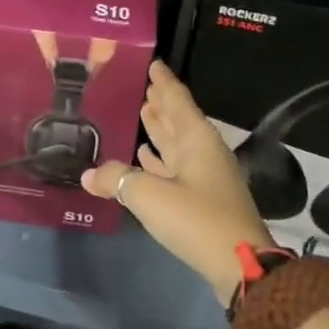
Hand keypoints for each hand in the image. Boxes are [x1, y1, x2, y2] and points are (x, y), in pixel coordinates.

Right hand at [82, 60, 273, 306]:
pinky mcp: (202, 200)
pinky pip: (176, 169)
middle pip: (179, 120)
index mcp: (197, 140)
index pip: (177, 100)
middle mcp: (203, 152)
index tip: (154, 64)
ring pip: (178, 145)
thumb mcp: (149, 196)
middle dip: (162, 104)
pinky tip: (145, 158)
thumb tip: (89, 174)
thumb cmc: (196, 219)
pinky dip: (161, 160)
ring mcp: (205, 177)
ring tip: (143, 113)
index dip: (164, 82)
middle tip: (144, 87)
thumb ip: (117, 179)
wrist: (239, 265)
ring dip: (161, 130)